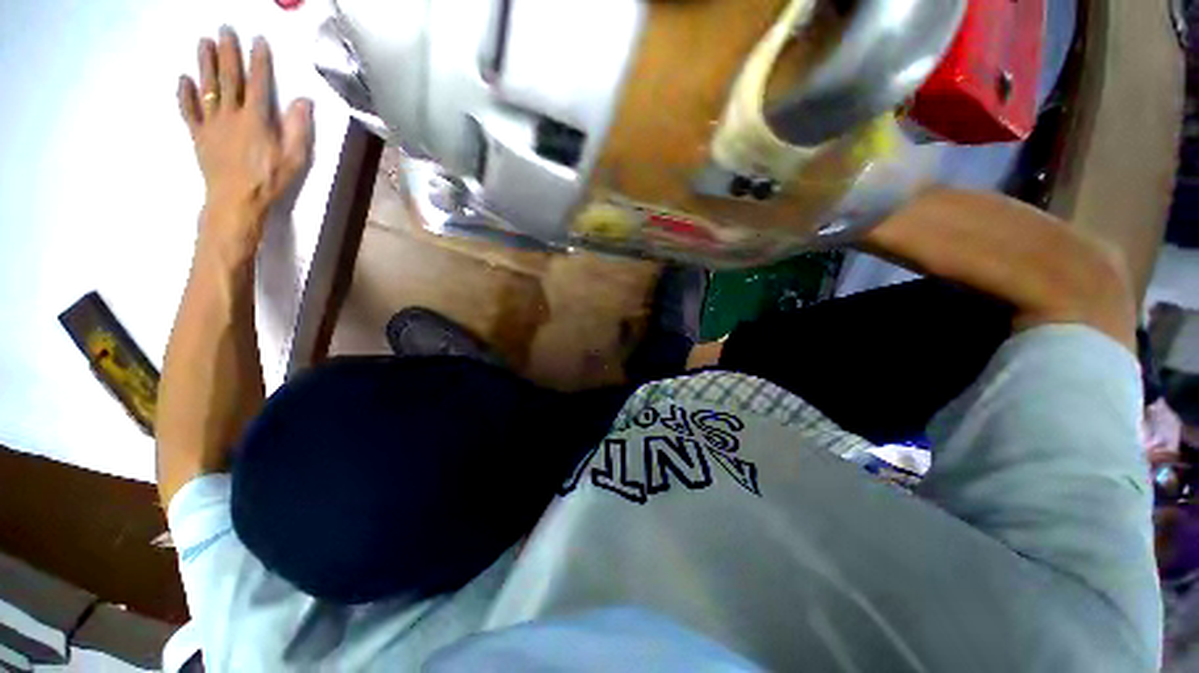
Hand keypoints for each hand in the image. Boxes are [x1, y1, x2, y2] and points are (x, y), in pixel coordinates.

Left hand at [177, 28, 312, 256]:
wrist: (236, 200)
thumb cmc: (270, 180)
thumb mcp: (295, 157)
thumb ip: (298, 128)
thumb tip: (303, 101)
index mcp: (256, 118)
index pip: (258, 83)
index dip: (258, 60)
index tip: (257, 40)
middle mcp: (231, 114)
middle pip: (228, 78)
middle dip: (227, 52)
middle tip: (224, 29)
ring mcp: (211, 123)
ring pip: (207, 87)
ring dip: (204, 63)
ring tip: (203, 42)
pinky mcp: (199, 135)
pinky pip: (189, 111)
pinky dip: (185, 94)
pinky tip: (183, 79)